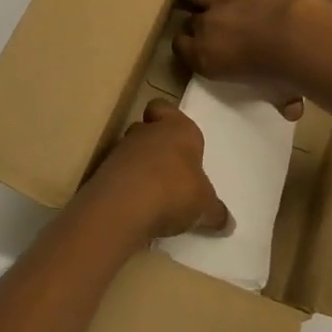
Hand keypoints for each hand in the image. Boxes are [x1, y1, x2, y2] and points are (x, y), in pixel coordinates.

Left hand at [82, 99, 229, 239]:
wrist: (123, 206)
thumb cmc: (175, 191)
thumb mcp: (205, 207)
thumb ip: (216, 212)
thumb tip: (228, 223)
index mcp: (178, 129)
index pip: (166, 108)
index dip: (169, 118)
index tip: (177, 138)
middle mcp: (148, 131)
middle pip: (148, 128)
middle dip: (156, 145)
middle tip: (168, 168)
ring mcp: (121, 150)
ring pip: (131, 150)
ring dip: (140, 166)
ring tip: (153, 193)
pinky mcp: (103, 172)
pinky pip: (118, 173)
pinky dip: (126, 185)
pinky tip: (136, 206)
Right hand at [176, 0, 316, 118]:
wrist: (299, 38)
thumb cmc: (285, 74)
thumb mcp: (278, 95)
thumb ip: (280, 101)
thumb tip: (291, 111)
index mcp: (207, 59)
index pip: (181, 47)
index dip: (188, 45)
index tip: (200, 46)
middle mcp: (207, 26)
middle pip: (190, 20)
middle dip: (199, 22)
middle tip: (215, 26)